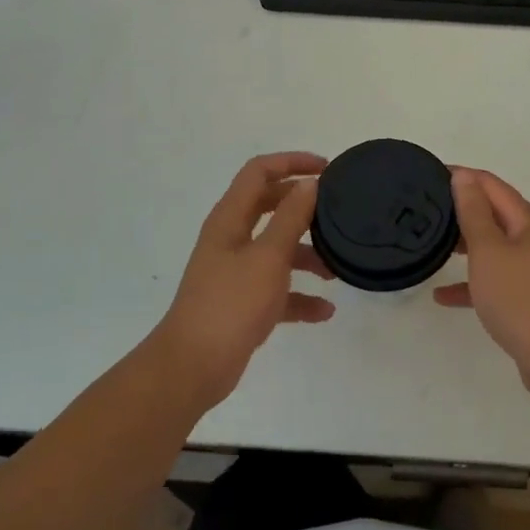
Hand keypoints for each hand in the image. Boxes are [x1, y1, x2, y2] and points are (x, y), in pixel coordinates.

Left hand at [153, 152, 335, 405]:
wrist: (192, 367)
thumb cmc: (231, 304)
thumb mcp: (268, 257)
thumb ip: (291, 218)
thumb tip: (309, 184)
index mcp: (230, 219)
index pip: (259, 172)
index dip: (291, 162)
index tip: (326, 168)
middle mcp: (231, 239)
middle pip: (270, 207)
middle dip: (303, 207)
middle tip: (337, 210)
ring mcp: (235, 272)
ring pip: (277, 250)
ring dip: (307, 255)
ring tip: (337, 271)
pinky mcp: (242, 303)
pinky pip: (277, 290)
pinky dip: (299, 296)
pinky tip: (324, 311)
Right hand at [436, 168, 529, 392]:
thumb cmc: (520, 297)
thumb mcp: (489, 250)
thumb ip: (474, 212)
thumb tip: (464, 176)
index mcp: (528, 220)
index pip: (490, 184)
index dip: (462, 176)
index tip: (429, 174)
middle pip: (494, 213)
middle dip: (462, 208)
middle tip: (426, 209)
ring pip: (494, 246)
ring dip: (466, 243)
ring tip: (432, 243)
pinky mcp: (529, 297)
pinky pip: (496, 280)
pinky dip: (472, 282)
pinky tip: (442, 295)